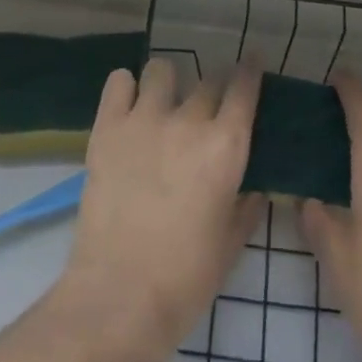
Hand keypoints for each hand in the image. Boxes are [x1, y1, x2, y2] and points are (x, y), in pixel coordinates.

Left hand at [47, 59, 264, 361]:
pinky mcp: (107, 127)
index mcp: (226, 147)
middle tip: (206, 112)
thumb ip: (246, 207)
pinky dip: (126, 88)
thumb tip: (254, 186)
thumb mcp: (230, 246)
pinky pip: (119, 81)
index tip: (252, 61)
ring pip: (162, 71)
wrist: (117, 299)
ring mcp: (144, 119)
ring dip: (168, 84)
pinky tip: (129, 107)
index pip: (244, 88)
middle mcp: (189, 121)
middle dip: (213, 90)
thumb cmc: (184, 281)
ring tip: (163, 105)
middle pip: (208, 81)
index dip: (250, 70)